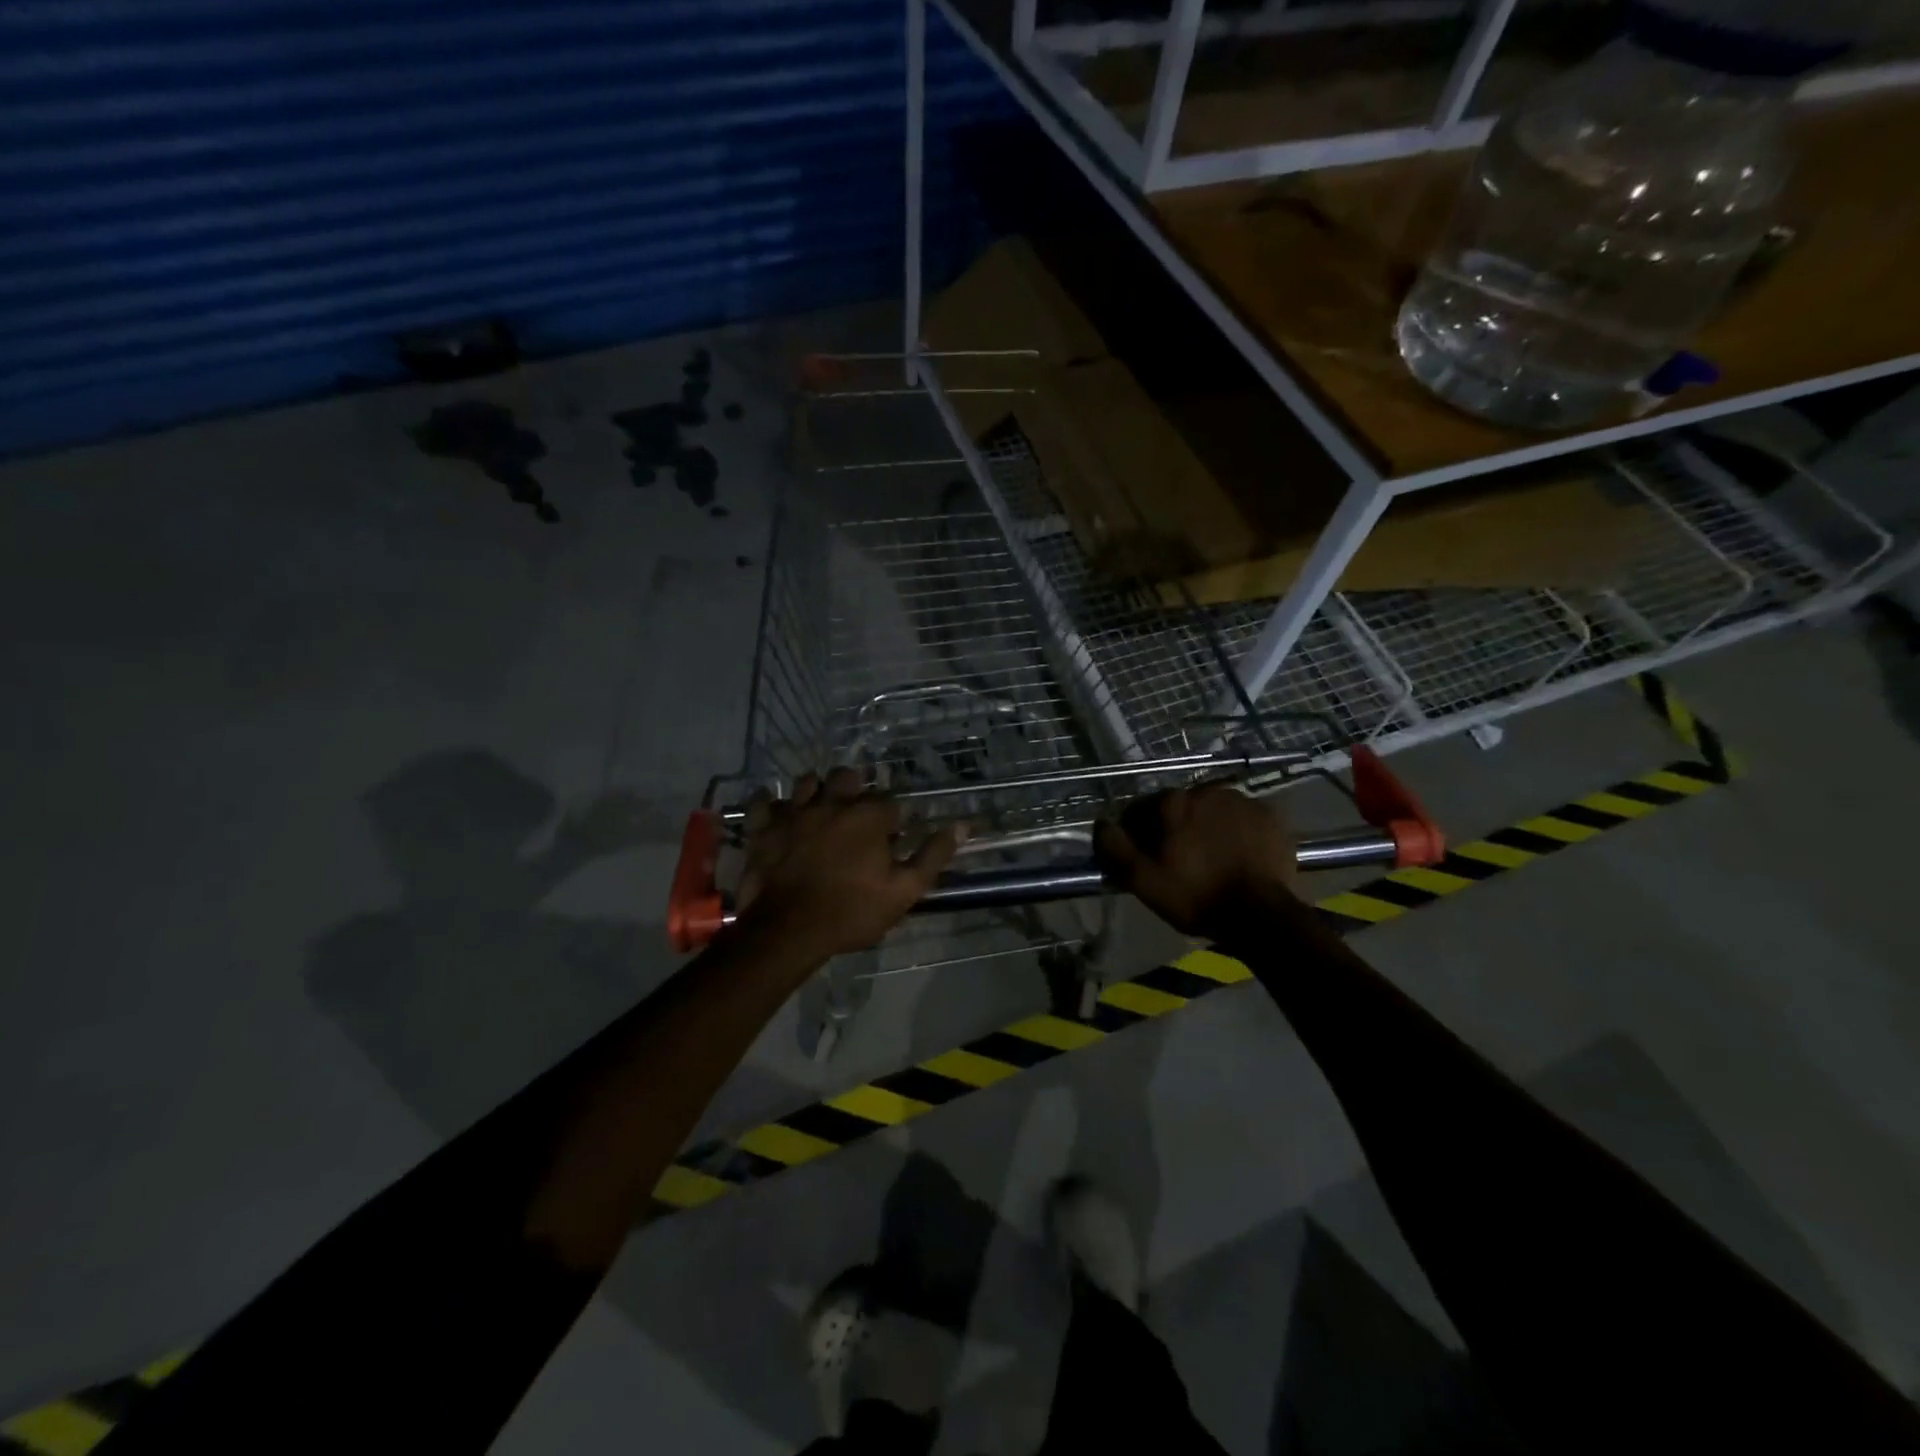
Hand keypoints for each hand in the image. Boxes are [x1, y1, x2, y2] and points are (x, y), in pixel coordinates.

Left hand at [736, 768, 966, 961]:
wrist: (788, 931)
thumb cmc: (851, 912)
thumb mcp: (903, 891)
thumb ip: (932, 856)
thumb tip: (961, 825)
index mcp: (868, 817)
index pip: (890, 801)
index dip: (893, 817)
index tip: (893, 835)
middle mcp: (832, 803)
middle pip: (847, 777)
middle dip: (856, 788)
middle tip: (857, 812)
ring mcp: (795, 812)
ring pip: (807, 781)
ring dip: (816, 790)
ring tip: (821, 808)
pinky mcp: (764, 828)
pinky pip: (763, 802)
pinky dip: (770, 803)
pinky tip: (777, 811)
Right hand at [1095, 783, 1296, 936]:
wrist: (1261, 914)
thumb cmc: (1195, 896)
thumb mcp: (1142, 880)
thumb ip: (1115, 847)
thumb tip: (1101, 823)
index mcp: (1173, 802)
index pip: (1143, 809)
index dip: (1139, 834)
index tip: (1146, 858)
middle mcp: (1207, 791)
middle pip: (1180, 808)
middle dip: (1176, 828)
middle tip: (1180, 861)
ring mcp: (1242, 801)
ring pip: (1213, 811)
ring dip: (1207, 827)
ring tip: (1211, 858)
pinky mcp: (1269, 817)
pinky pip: (1243, 820)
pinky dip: (1236, 833)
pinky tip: (1237, 857)